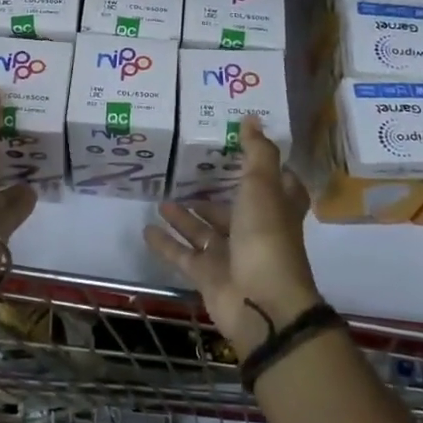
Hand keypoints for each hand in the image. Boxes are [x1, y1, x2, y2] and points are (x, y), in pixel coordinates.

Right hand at [144, 114, 321, 358]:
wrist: (262, 304)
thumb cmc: (266, 238)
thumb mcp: (262, 186)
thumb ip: (256, 153)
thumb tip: (252, 118)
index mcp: (276, 208)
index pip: (276, 184)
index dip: (262, 167)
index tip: (239, 147)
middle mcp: (255, 230)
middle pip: (232, 208)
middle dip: (212, 192)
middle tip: (186, 171)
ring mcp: (231, 255)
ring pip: (204, 231)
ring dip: (185, 216)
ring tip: (161, 198)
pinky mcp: (208, 276)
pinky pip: (183, 255)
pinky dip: (166, 244)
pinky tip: (146, 230)